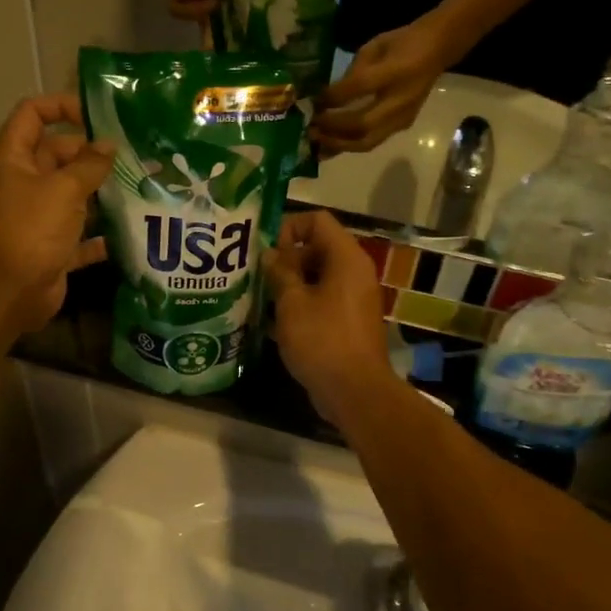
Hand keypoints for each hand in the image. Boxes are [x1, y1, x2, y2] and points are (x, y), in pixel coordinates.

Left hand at [0, 95, 114, 338]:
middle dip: (92, 155)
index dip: (61, 106)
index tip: (97, 116)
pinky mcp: (51, 249)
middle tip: (133, 158)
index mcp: (14, 159)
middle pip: (58, 155)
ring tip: (140, 189)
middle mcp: (23, 184)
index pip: (32, 114)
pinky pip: (79, 235)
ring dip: (101, 194)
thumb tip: (108, 146)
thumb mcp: (63, 189)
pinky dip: (100, 235)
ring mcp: (36, 218)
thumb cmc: (29, 230)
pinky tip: (129, 232)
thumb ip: (89, 165)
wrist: (5, 294)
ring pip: (72, 196)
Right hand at [263, 210, 393, 422]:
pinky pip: (323, 299)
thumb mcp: (292, 303)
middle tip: (256, 275)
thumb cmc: (321, 339)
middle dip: (285, 258)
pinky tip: (274, 320)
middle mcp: (355, 271)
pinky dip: (301, 303)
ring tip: (260, 296)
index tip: (265, 249)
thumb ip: (279, 272)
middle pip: (317, 247)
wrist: (354, 391)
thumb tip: (270, 254)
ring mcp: (354, 297)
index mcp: (346, 258)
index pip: (318, 220)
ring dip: (290, 283)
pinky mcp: (349, 320)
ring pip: (318, 276)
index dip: (289, 226)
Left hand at [311, 17, 450, 154]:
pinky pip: (373, 141)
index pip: (359, 87)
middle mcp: (401, 100)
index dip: (333, 97)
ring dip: (339, 144)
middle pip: (362, 125)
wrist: (438, 50)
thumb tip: (329, 95)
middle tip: (311, 128)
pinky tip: (332, 146)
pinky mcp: (403, 126)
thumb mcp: (375, 46)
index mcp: (395, 71)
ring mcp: (403, 117)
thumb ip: (353, 71)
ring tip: (317, 144)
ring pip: (367, 141)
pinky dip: (349, 145)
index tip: (313, 101)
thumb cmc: (402, 43)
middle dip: (333, 129)